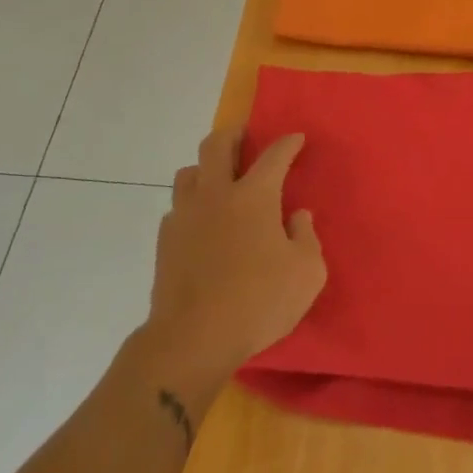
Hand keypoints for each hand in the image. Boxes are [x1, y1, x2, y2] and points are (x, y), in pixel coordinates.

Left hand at [142, 128, 326, 404]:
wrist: (193, 338)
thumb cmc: (259, 302)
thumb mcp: (307, 273)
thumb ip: (306, 237)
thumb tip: (297, 216)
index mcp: (254, 196)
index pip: (274, 156)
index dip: (287, 143)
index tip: (296, 139)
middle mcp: (216, 195)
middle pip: (216, 145)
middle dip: (233, 134)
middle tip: (245, 137)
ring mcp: (185, 216)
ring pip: (189, 172)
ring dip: (205, 167)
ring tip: (219, 180)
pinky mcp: (165, 242)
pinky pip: (177, 208)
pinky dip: (192, 205)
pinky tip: (202, 223)